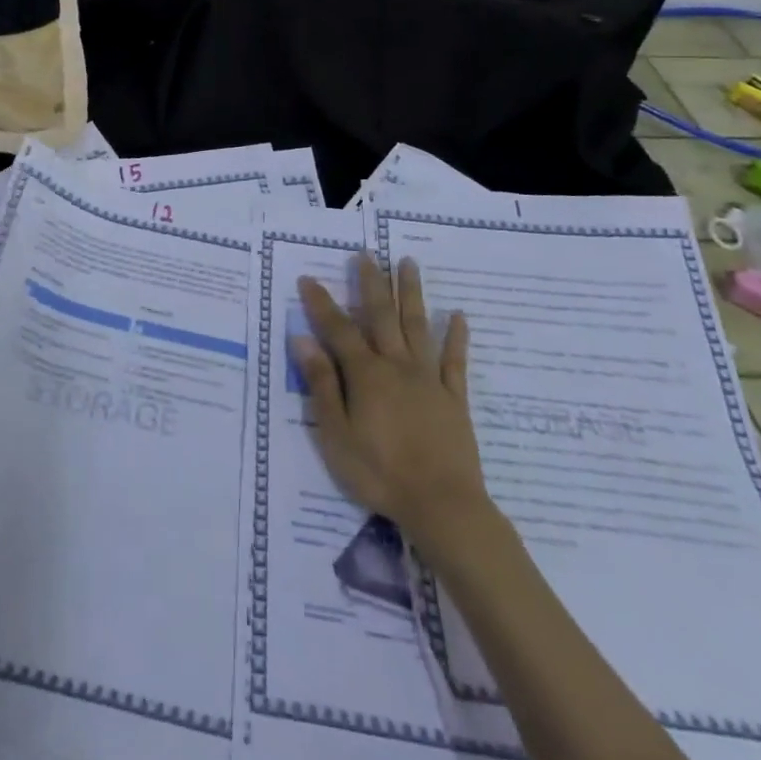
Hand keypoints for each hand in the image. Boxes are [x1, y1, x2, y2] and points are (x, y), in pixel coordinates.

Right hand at [293, 255, 490, 539]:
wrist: (442, 505)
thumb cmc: (380, 473)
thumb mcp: (336, 434)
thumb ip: (322, 384)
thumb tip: (302, 340)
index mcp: (366, 374)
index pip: (338, 329)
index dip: (321, 303)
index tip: (309, 278)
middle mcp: (396, 365)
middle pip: (382, 316)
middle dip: (371, 283)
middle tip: (367, 254)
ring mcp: (428, 379)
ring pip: (418, 326)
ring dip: (412, 293)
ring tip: (408, 263)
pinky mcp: (454, 399)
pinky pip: (455, 361)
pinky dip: (456, 338)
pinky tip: (458, 316)